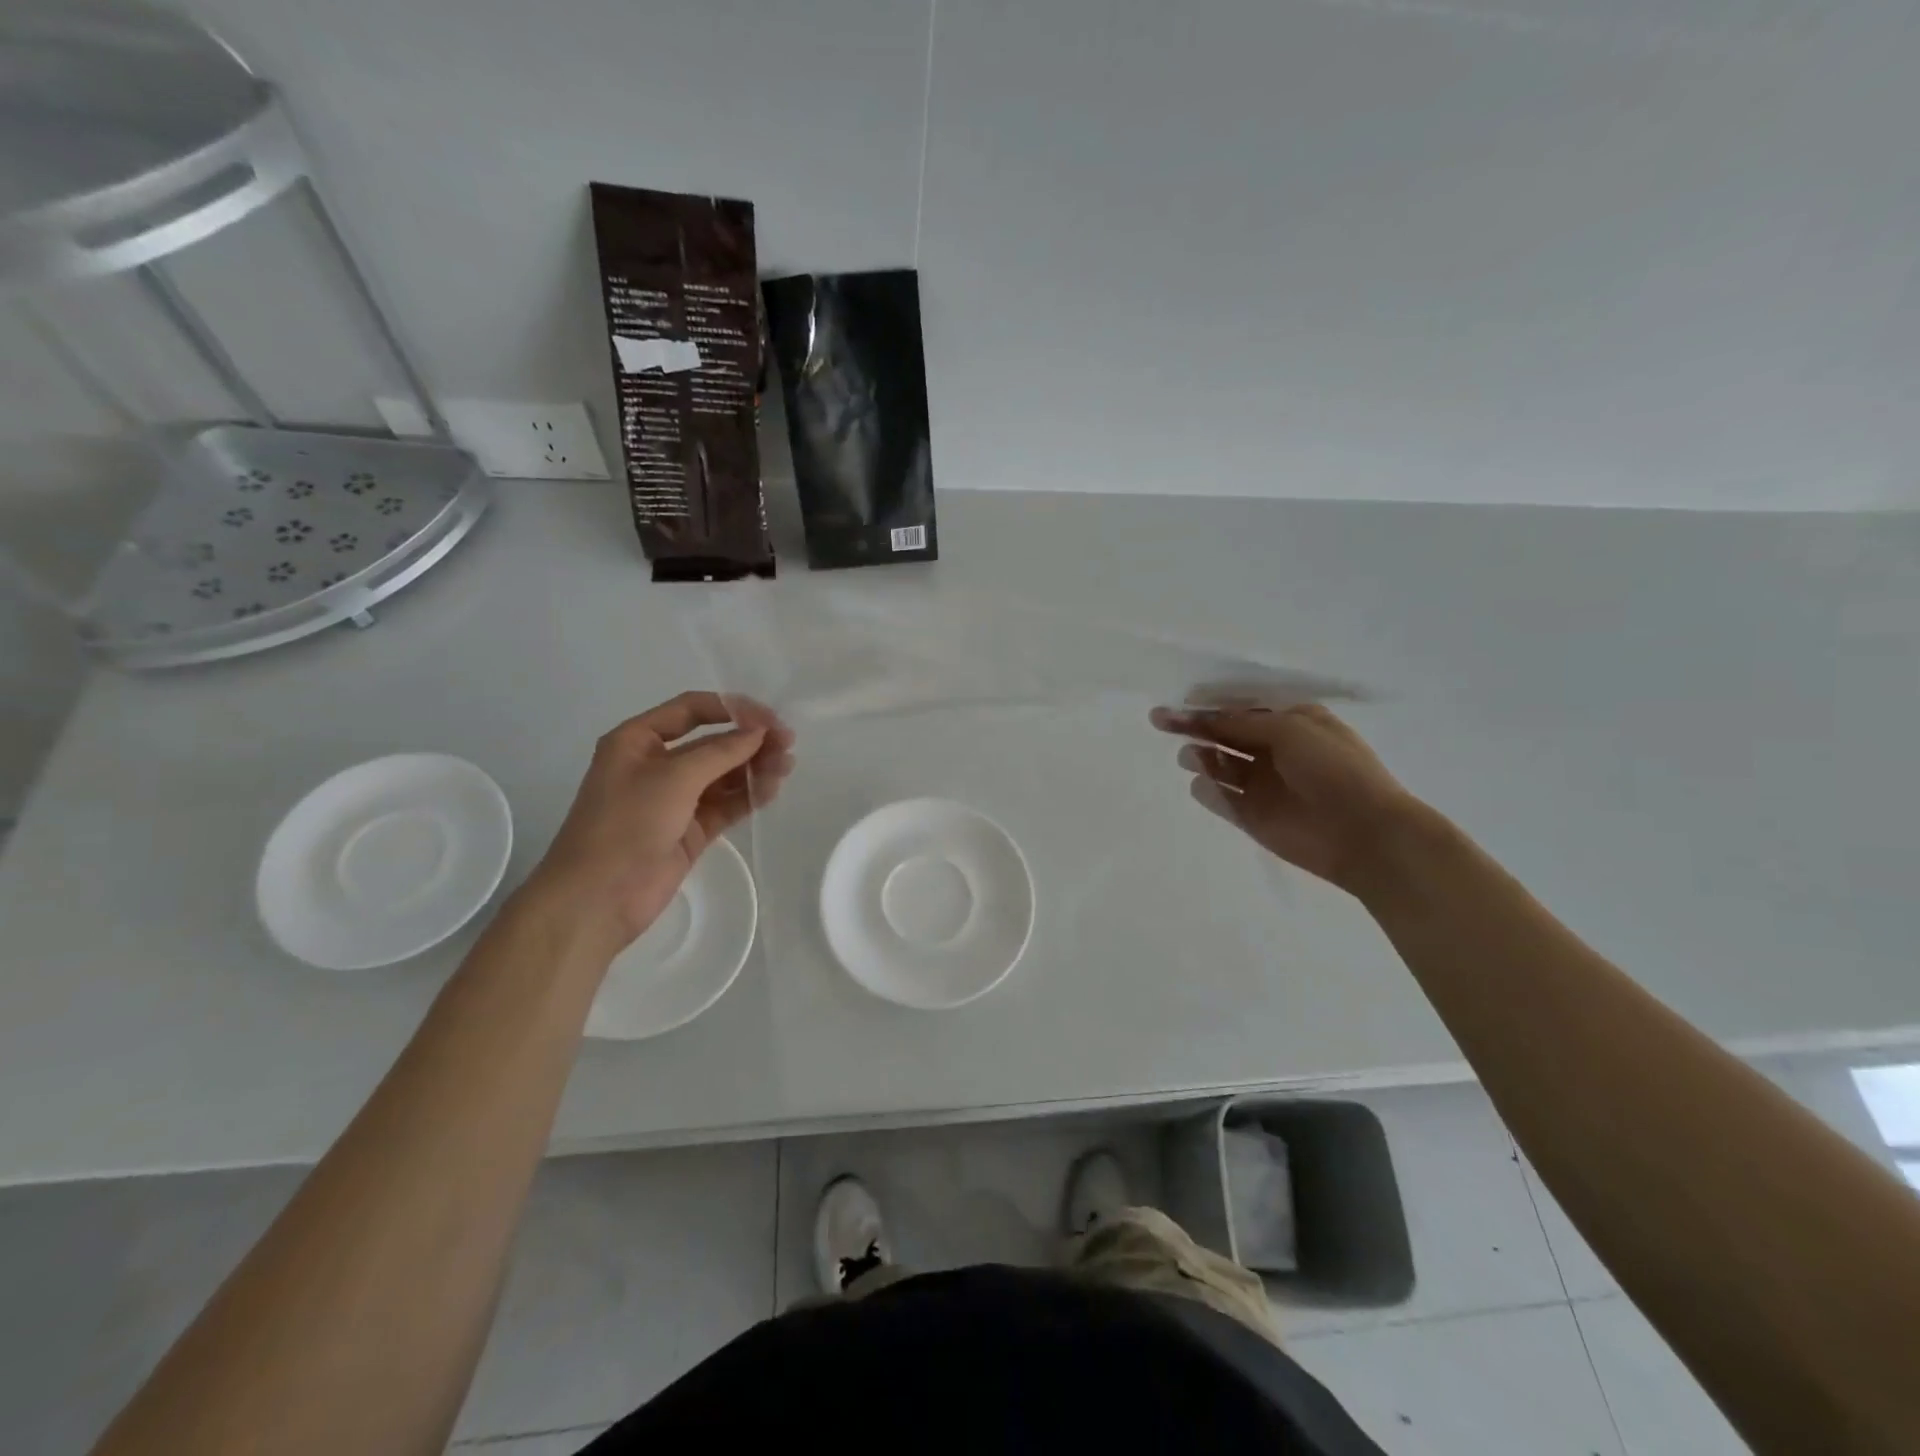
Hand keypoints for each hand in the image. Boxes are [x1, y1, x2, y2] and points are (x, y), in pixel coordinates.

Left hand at [526, 692, 794, 951]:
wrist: (598, 898)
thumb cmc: (626, 824)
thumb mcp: (673, 777)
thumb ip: (721, 752)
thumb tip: (760, 732)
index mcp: (638, 740)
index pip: (691, 710)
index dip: (732, 709)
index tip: (769, 718)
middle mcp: (657, 764)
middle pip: (712, 743)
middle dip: (749, 741)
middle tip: (788, 744)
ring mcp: (675, 799)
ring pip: (723, 775)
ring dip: (754, 768)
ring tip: (785, 767)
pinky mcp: (690, 830)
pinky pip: (726, 804)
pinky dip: (748, 795)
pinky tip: (772, 789)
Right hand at [1151, 702, 1420, 892]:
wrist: (1364, 832)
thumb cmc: (1334, 768)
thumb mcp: (1290, 729)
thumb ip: (1242, 723)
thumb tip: (1205, 718)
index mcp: (1291, 723)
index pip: (1241, 709)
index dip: (1210, 705)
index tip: (1179, 703)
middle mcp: (1274, 751)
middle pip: (1225, 735)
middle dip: (1194, 726)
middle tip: (1159, 720)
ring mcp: (1262, 786)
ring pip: (1220, 766)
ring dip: (1201, 757)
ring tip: (1189, 757)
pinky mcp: (1252, 817)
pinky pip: (1221, 800)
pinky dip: (1207, 791)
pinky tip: (1199, 784)